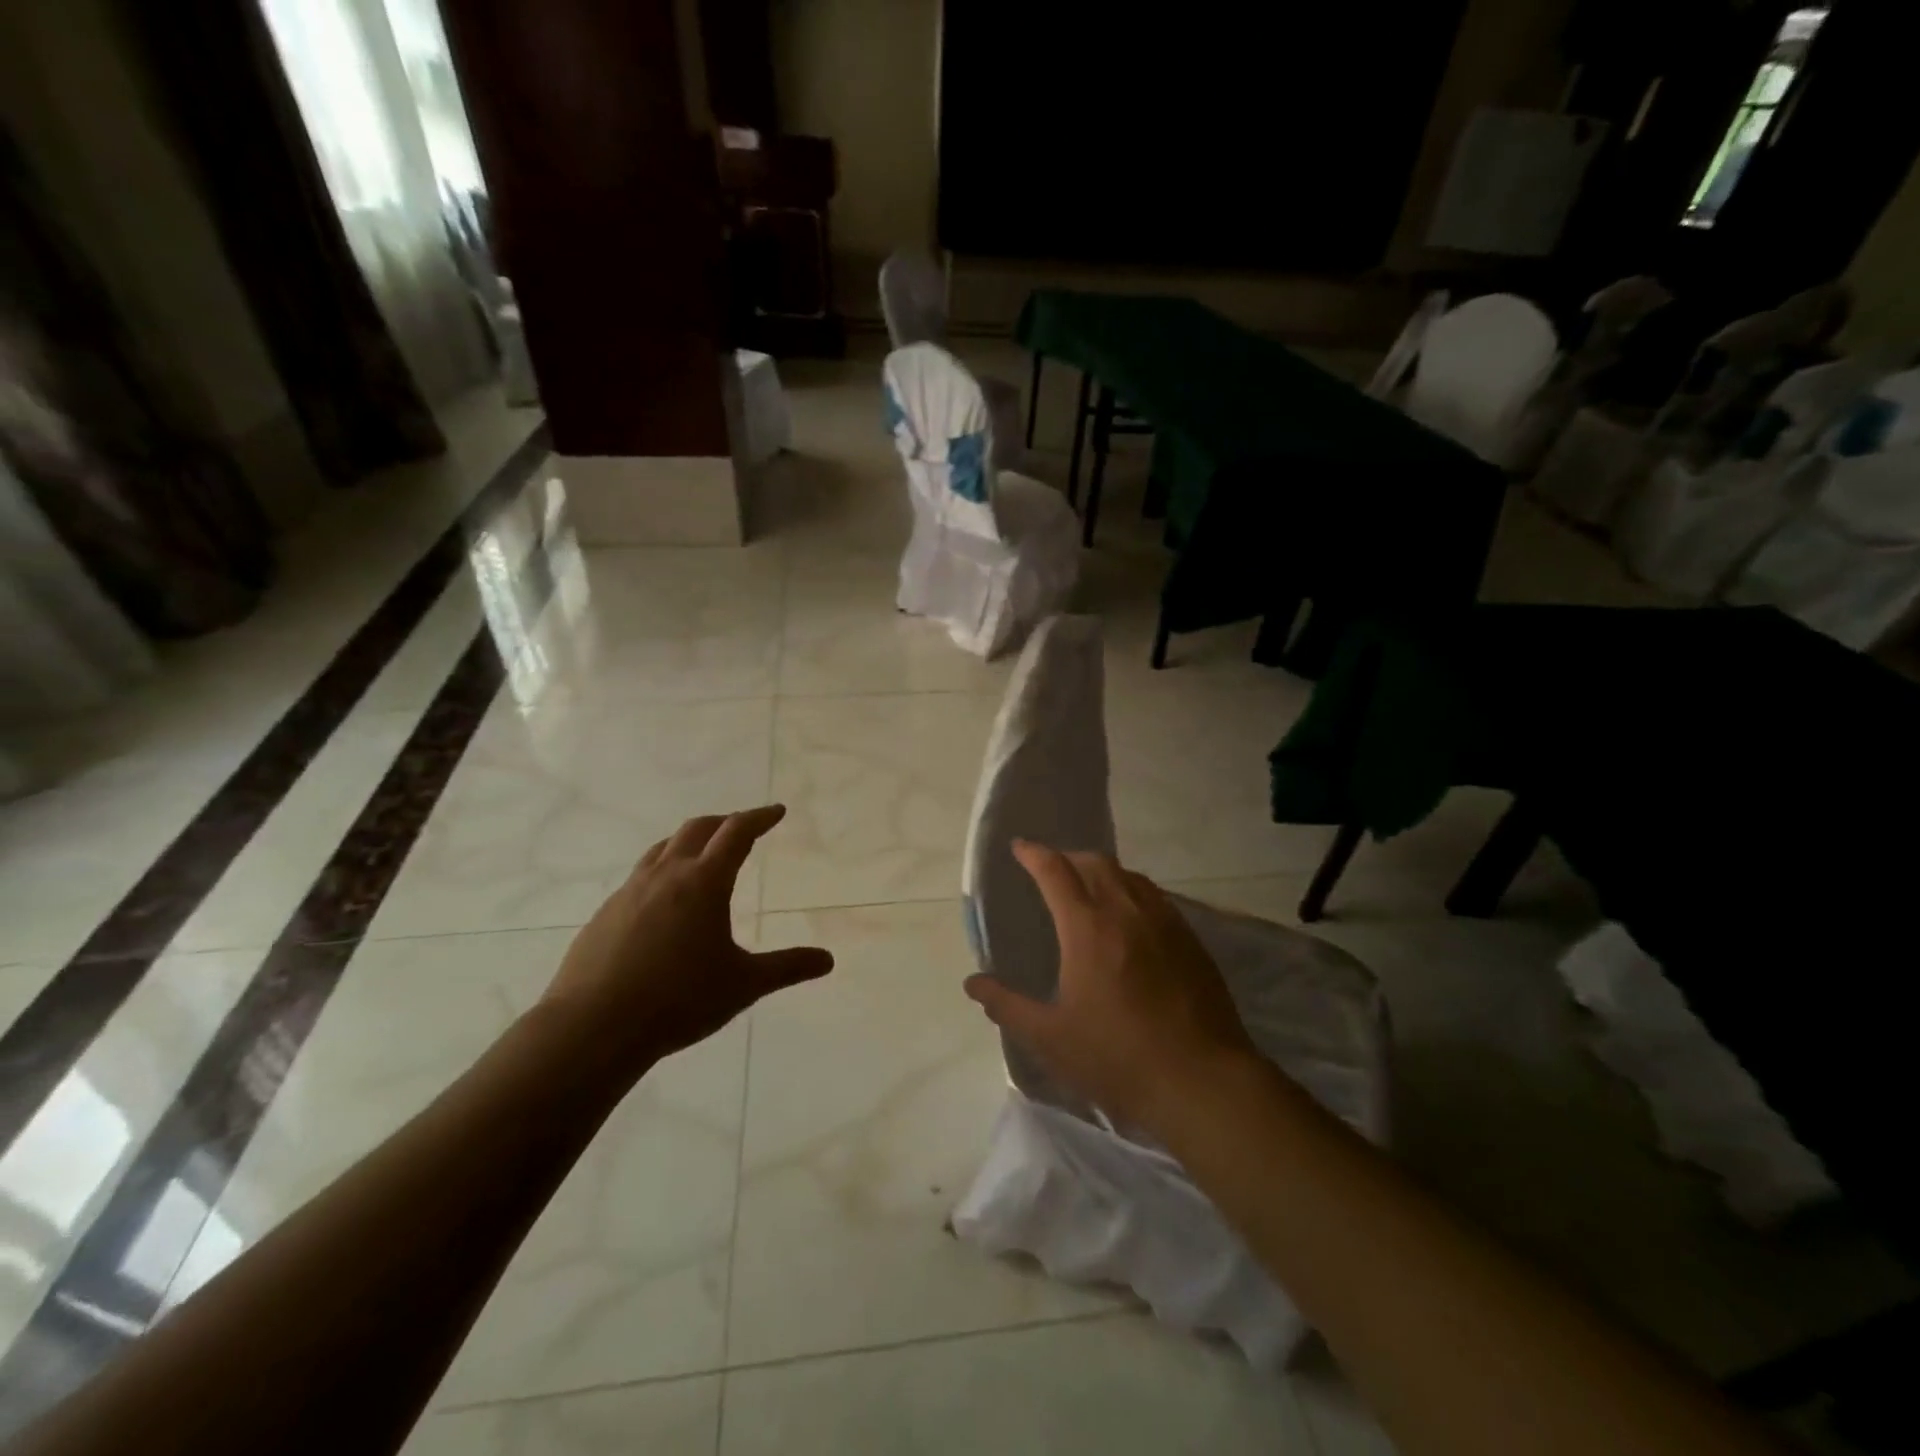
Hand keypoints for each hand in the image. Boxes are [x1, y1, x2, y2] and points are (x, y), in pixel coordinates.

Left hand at [542, 806, 832, 1073]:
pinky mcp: (606, 913)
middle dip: (725, 822)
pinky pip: (640, 877)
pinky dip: (662, 871)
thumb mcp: (743, 985)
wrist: (593, 1028)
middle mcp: (666, 875)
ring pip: (663, 848)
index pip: (737, 833)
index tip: (777, 812)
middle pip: (698, 829)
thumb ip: (787, 968)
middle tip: (743, 828)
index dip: (759, 818)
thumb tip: (827, 960)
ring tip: (703, 855)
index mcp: (704, 882)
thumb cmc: (678, 1000)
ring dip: (689, 841)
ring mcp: (630, 892)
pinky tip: (665, 903)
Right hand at [964, 841, 1258, 1133]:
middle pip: (1096, 863)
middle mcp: (1128, 912)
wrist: (1201, 1081)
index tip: (1019, 848)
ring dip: (1103, 872)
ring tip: (1089, 889)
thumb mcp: (1050, 1038)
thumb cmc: (1117, 1058)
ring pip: (1130, 876)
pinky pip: (1155, 897)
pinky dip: (1133, 892)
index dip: (1035, 854)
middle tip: (1052, 870)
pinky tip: (1130, 919)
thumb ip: (1007, 1006)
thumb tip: (974, 983)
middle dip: (1069, 857)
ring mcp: (1165, 923)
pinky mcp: (1191, 941)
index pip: (1056, 872)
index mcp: (1088, 928)